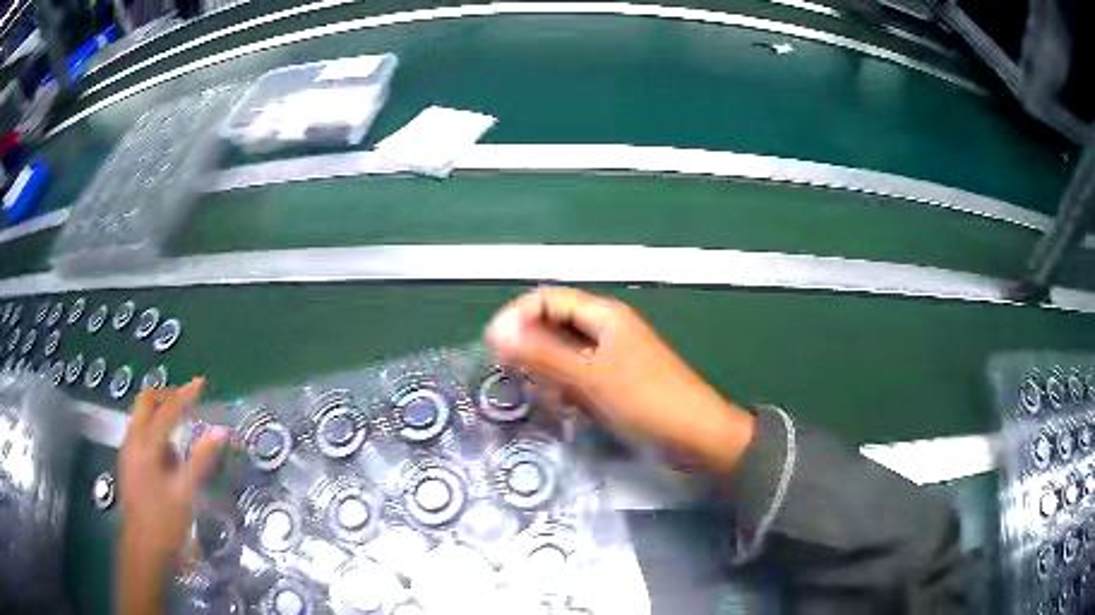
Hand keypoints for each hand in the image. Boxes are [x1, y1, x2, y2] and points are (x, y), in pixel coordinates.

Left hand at [118, 378, 227, 564]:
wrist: (142, 547)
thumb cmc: (165, 521)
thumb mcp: (185, 493)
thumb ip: (201, 460)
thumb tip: (221, 432)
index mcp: (146, 446)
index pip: (166, 409)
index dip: (185, 394)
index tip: (201, 384)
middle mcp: (132, 440)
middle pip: (145, 401)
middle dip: (166, 395)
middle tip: (186, 402)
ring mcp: (127, 449)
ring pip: (140, 414)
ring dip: (158, 411)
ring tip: (179, 428)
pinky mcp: (126, 460)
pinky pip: (139, 430)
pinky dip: (153, 428)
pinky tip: (166, 452)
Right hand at [485, 287, 754, 473]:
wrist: (696, 435)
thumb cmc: (646, 400)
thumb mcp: (589, 377)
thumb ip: (541, 354)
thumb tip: (496, 333)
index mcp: (604, 315)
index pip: (549, 299)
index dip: (519, 316)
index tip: (495, 345)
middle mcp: (606, 329)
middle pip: (555, 325)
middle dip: (532, 347)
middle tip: (515, 376)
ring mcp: (612, 356)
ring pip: (565, 354)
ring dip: (549, 372)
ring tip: (546, 396)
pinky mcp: (615, 381)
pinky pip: (579, 376)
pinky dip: (566, 388)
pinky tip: (566, 407)